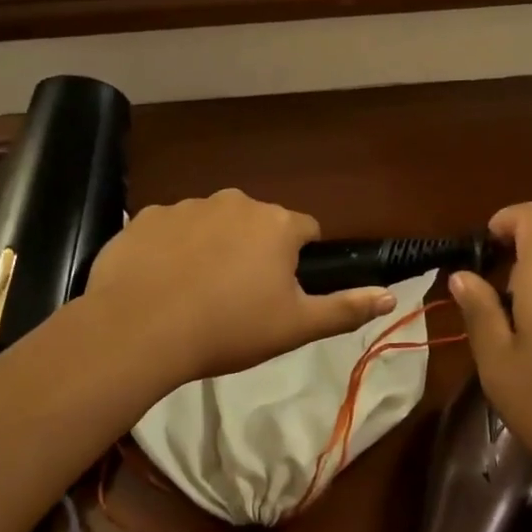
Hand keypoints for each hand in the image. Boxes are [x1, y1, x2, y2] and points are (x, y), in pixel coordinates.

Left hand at [85, 189, 394, 386]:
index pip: (305, 231)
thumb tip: (391, 296)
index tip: (281, 291)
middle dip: (255, 251)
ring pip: (214, 223)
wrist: (140, 329)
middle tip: (239, 298)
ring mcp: (188, 205)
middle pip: (258, 223)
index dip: (298, 260)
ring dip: (214, 247)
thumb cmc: (229, 328)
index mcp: (277, 224)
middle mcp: (236, 202)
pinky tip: (161, 282)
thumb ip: (346, 308)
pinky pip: (171, 228)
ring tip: (196, 293)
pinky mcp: (147, 216)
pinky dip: (173, 248)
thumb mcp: (295, 326)